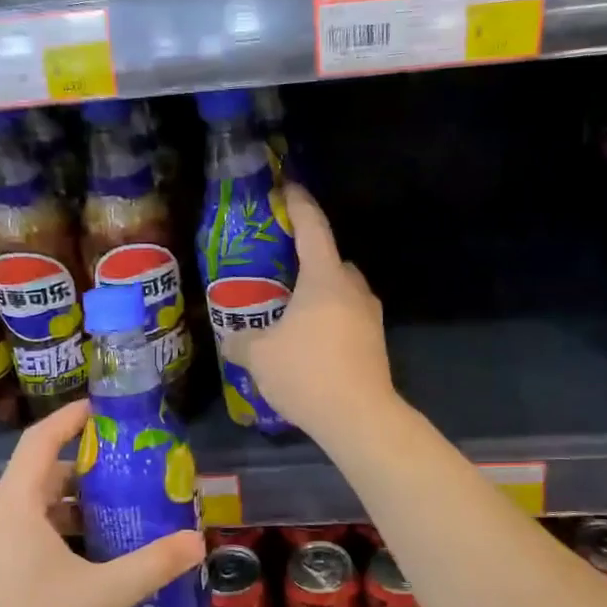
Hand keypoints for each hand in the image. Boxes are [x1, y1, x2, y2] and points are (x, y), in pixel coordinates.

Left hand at [0, 400, 203, 606]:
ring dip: (77, 506)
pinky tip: (96, 558)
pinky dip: (64, 533)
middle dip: (87, 469)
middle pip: (43, 474)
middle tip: (131, 470)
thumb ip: (152, 565)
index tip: (104, 410)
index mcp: (16, 505)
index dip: (71, 418)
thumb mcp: (102, 595)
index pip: (41, 440)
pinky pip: (31, 536)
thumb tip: (197, 541)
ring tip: (122, 513)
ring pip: (38, 509)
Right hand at [221, 183, 394, 439]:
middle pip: (331, 261)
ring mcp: (370, 318)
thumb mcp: (259, 355)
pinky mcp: (375, 344)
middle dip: (308, 261)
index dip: (299, 205)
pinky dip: (328, 321)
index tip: (288, 189)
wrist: (359, 417)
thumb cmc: (306, 372)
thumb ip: (241, 340)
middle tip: (279, 271)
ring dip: (319, 296)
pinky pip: (347, 319)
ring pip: (342, 293)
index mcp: (325, 279)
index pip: (313, 229)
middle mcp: (353, 290)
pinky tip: (308, 344)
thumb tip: (230, 338)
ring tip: (290, 313)